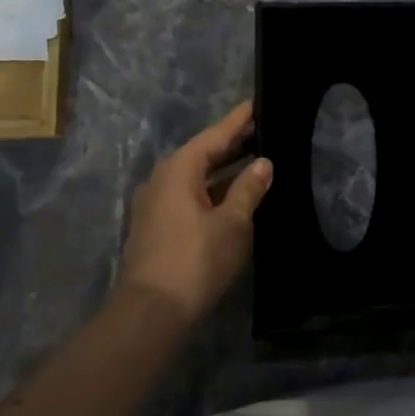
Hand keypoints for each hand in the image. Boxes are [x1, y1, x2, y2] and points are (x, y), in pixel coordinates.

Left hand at [119, 100, 272, 323]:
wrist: (151, 312)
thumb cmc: (195, 260)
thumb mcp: (232, 223)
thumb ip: (248, 190)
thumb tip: (263, 163)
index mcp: (179, 170)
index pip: (214, 136)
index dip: (238, 121)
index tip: (256, 103)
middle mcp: (162, 180)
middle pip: (202, 154)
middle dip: (231, 144)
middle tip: (262, 131)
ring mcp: (156, 205)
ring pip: (195, 178)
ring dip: (223, 170)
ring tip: (254, 161)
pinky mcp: (157, 228)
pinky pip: (189, 196)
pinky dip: (212, 190)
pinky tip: (233, 196)